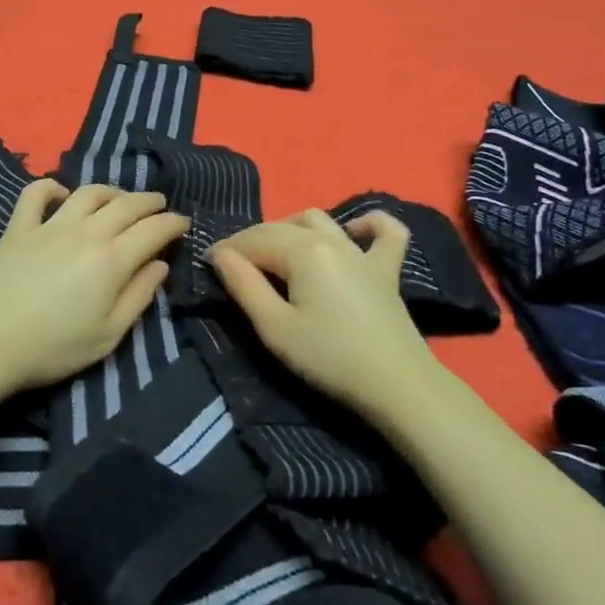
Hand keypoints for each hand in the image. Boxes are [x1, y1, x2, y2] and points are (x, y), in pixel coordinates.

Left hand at [0, 179, 188, 394]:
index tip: (183, 224)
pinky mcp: (18, 228)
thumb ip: (138, 297)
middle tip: (160, 206)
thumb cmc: (52, 348)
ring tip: (120, 198)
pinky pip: (35, 194)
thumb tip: (159, 266)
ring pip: (87, 192)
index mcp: (112, 259)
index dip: (173, 223)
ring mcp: (49, 225)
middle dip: (149, 201)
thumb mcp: (108, 335)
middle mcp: (85, 232)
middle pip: (126, 204)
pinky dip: (51, 187)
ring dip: (110, 191)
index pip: (153, 229)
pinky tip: (60, 194)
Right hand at [209, 209, 438, 411]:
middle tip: (233, 265)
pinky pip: (384, 232)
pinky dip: (368, 224)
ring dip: (291, 227)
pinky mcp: (387, 269)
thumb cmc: (329, 358)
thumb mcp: (275, 328)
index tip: (208, 263)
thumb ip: (244, 286)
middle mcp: (331, 239)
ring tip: (276, 252)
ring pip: (320, 220)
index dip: (228, 249)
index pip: (255, 240)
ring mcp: (362, 252)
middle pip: (281, 227)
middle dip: (252, 240)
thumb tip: (221, 255)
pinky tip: (354, 231)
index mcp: (302, 250)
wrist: (396, 384)